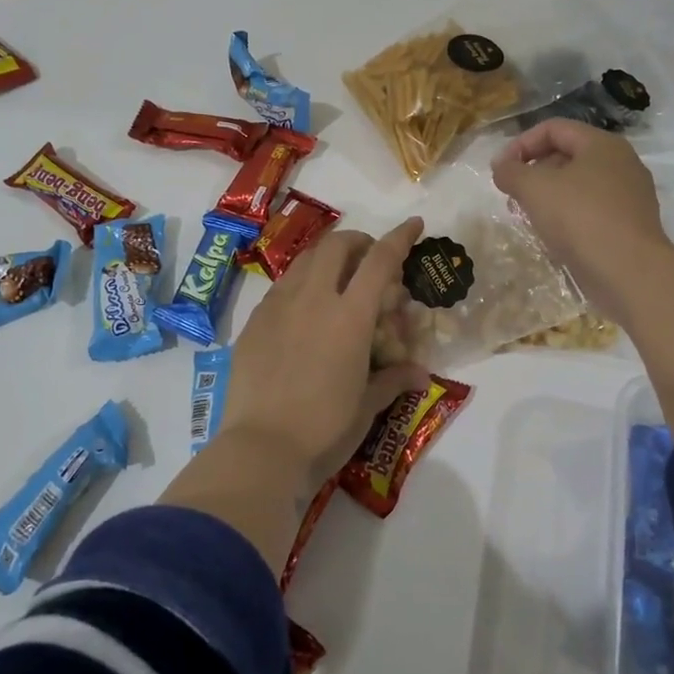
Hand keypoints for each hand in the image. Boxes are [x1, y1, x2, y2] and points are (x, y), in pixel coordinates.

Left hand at [220, 220, 430, 491]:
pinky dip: (301, 284)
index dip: (400, 237)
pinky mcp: (254, 321)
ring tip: (336, 280)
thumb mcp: (367, 407)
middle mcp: (314, 299)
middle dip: (359, 242)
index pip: (380, 261)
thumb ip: (393, 380)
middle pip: (337, 245)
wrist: (260, 449)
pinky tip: (303, 311)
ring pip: (305, 260)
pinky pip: (282, 286)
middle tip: (369, 260)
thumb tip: (419, 373)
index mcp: (350, 317)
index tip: (414, 224)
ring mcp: (279, 307)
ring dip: (327, 259)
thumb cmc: (324, 430)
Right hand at [490, 119, 673, 327]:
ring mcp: (629, 196)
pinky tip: (552, 235)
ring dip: (548, 196)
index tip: (500, 170)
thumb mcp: (534, 189)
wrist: (630, 273)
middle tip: (512, 194)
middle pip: (567, 155)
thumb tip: (501, 167)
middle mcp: (621, 163)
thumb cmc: (580, 219)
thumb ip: (511, 172)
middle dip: (533, 171)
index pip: (554, 129)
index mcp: (602, 144)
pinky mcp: (629, 225)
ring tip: (527, 216)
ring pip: (578, 185)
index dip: (521, 143)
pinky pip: (591, 210)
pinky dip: (567, 216)